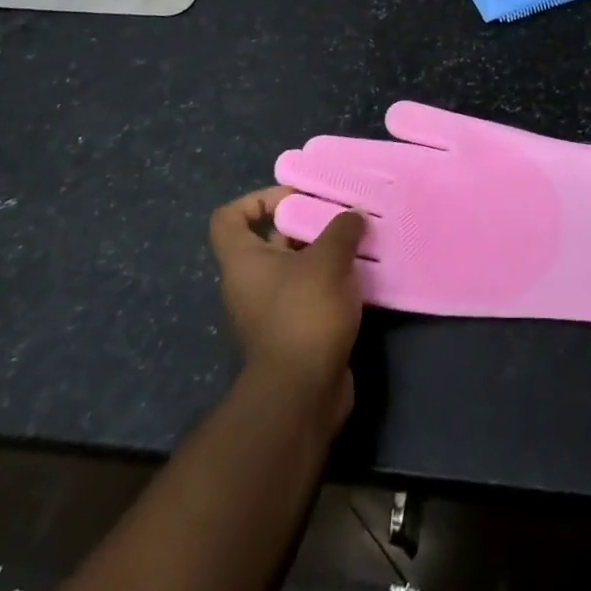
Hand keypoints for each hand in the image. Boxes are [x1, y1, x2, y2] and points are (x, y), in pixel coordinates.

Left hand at [209, 186, 365, 418]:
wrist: (302, 392)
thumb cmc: (304, 313)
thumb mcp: (328, 259)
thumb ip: (342, 229)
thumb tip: (353, 215)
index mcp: (243, 261)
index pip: (229, 218)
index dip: (258, 200)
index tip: (296, 197)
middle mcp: (249, 284)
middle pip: (270, 240)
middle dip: (306, 224)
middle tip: (340, 215)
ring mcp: (269, 311)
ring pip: (294, 268)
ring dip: (324, 254)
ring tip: (358, 241)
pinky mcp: (292, 332)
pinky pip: (309, 294)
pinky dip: (331, 282)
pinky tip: (361, 275)